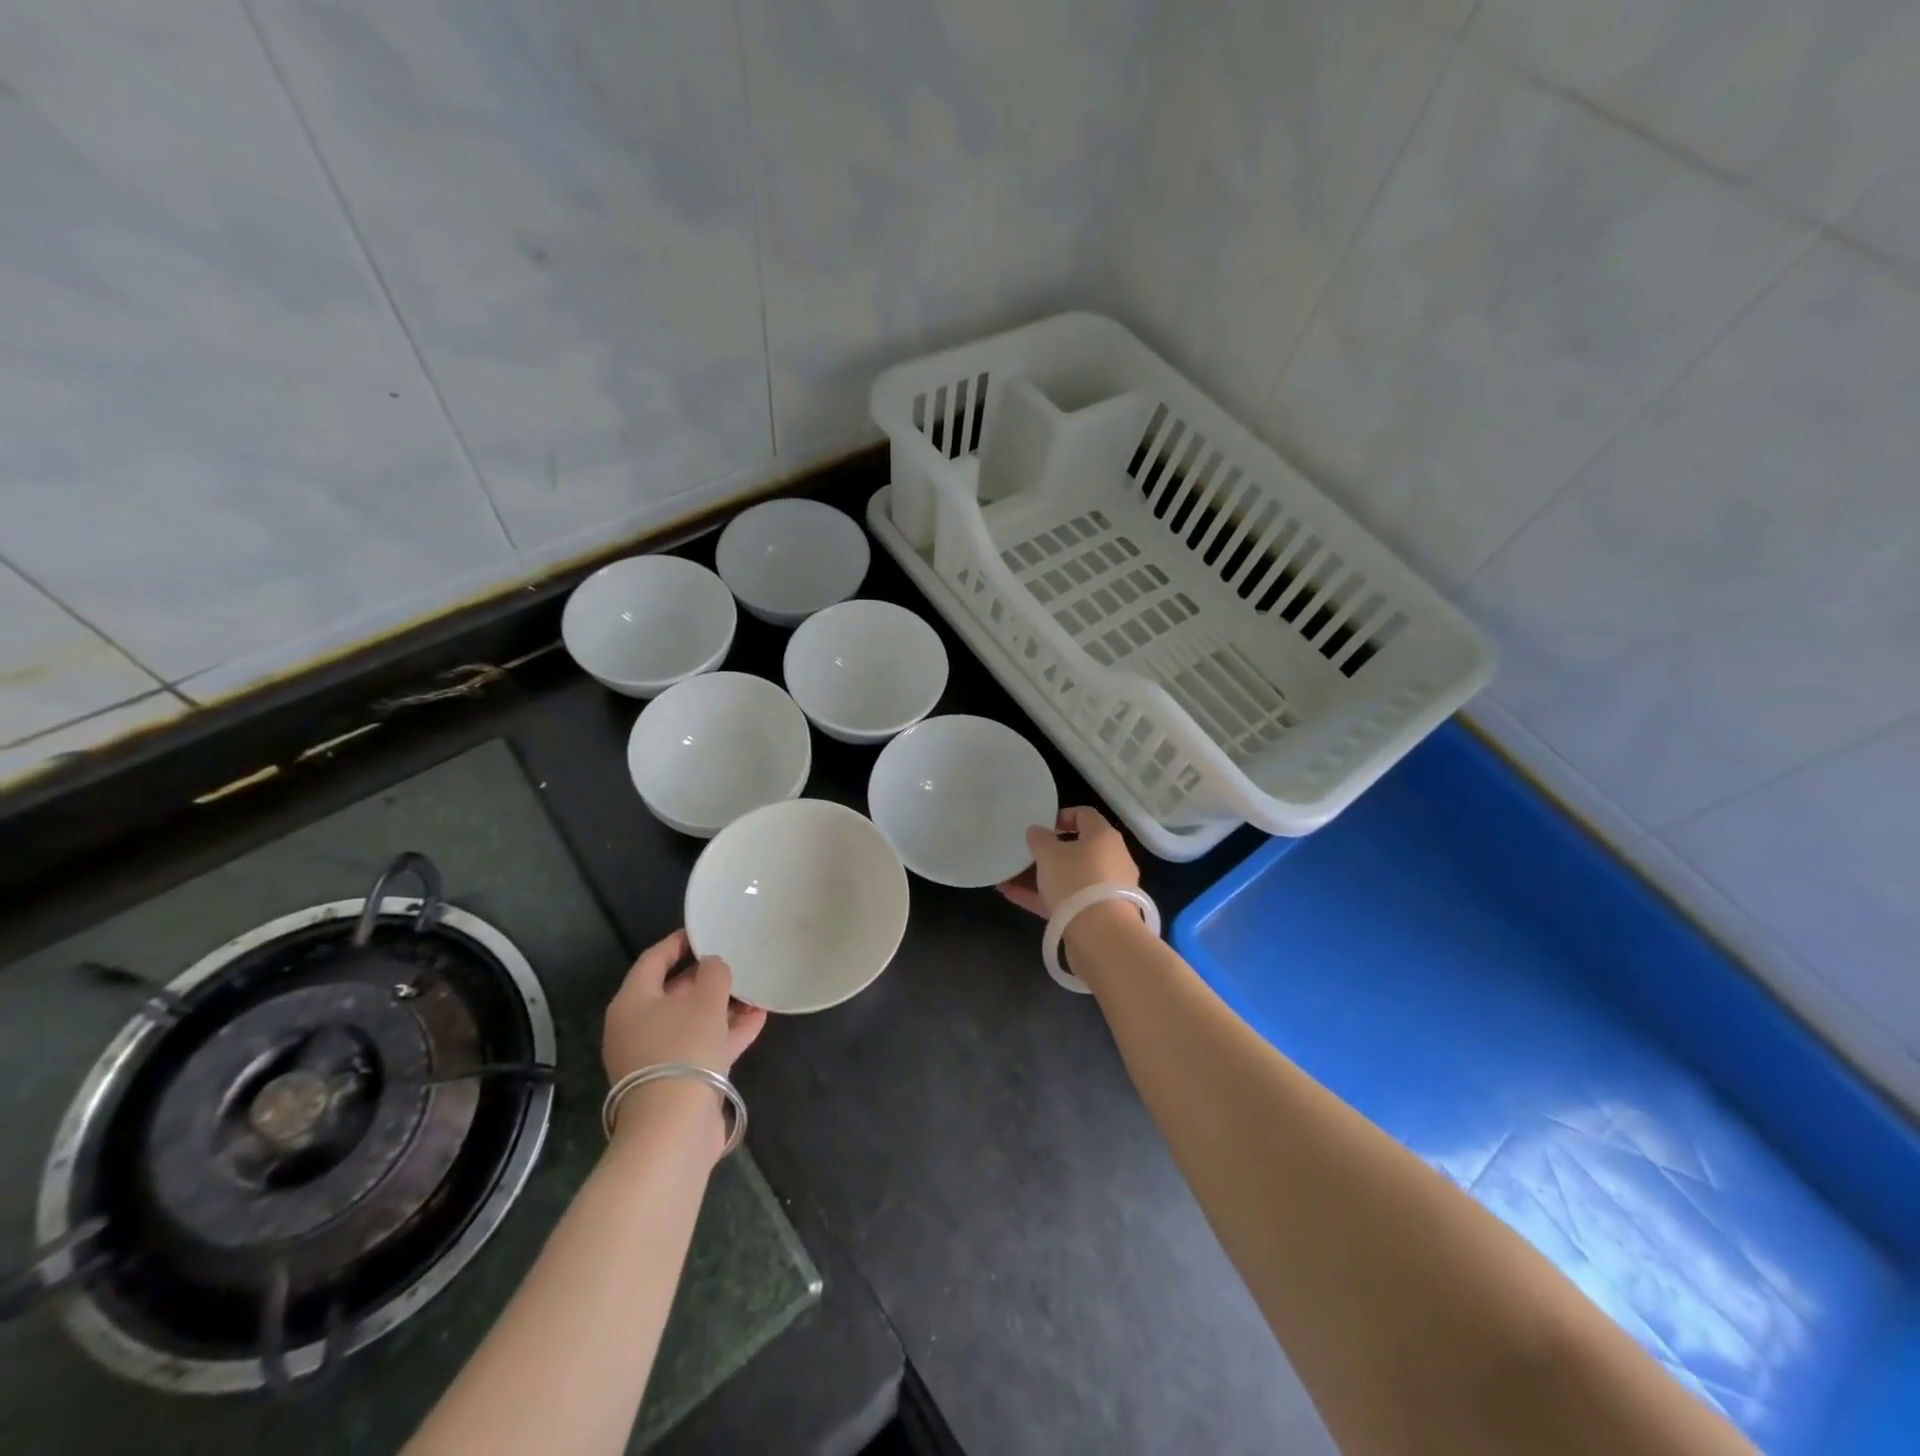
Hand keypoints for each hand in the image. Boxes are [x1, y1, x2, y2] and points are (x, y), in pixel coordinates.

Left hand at [603, 928, 766, 1084]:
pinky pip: (703, 1045)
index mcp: (633, 1003)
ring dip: (723, 1006)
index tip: (704, 930)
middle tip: (734, 960)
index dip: (679, 942)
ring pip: (692, 1021)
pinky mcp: (677, 1081)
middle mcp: (638, 1028)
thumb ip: (714, 973)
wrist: (674, 1128)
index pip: (653, 960)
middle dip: (706, 977)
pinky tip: (758, 1018)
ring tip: (755, 989)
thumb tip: (713, 964)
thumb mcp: (705, 1000)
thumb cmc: (683, 1049)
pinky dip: (727, 1032)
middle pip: (673, 992)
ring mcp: (656, 1057)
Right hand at [997, 806, 1139, 917]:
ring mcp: (1105, 890)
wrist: (1102, 936)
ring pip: (1069, 877)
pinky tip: (1012, 896)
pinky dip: (1042, 897)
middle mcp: (1111, 860)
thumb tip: (1037, 831)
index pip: (1085, 815)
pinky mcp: (1097, 915)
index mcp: (1104, 837)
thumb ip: (1040, 839)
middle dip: (1049, 852)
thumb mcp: (1049, 854)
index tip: (1041, 825)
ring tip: (1010, 876)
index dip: (1062, 816)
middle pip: (1078, 849)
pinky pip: (1066, 900)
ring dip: (1041, 877)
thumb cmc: (1076, 881)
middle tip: (1025, 853)